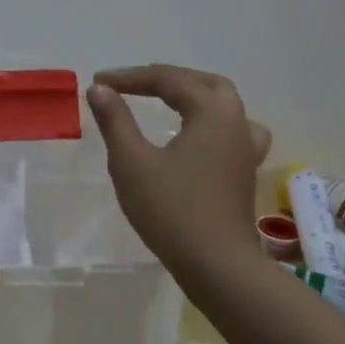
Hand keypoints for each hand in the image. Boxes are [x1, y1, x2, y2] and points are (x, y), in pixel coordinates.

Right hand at [87, 65, 271, 280]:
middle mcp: (236, 123)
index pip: (169, 81)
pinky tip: (198, 136)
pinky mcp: (243, 172)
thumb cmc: (172, 210)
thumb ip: (115, 120)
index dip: (131, 78)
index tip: (99, 82)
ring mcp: (245, 149)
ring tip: (169, 99)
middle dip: (167, 78)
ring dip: (194, 95)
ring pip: (224, 105)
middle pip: (204, 84)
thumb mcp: (132, 162)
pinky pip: (231, 130)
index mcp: (211, 113)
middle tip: (134, 83)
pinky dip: (210, 122)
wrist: (216, 266)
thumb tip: (99, 89)